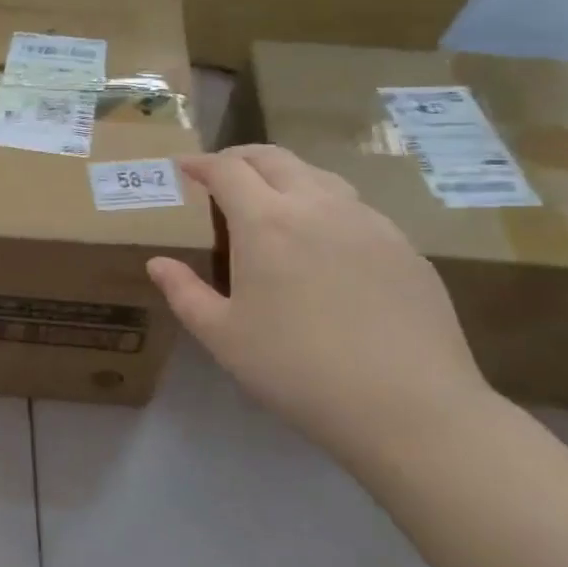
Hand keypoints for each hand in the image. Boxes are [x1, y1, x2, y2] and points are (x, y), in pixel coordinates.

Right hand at [147, 145, 493, 461]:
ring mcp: (367, 221)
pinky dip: (324, 205)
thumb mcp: (223, 337)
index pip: (226, 169)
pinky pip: (354, 208)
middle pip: (273, 158)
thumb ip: (184, 292)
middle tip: (221, 174)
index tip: (184, 168)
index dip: (200, 163)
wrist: (410, 409)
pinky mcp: (403, 245)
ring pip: (318, 176)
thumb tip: (157, 263)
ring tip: (270, 201)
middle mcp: (316, 205)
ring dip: (284, 176)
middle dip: (239, 157)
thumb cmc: (298, 370)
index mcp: (265, 221)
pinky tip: (324, 242)